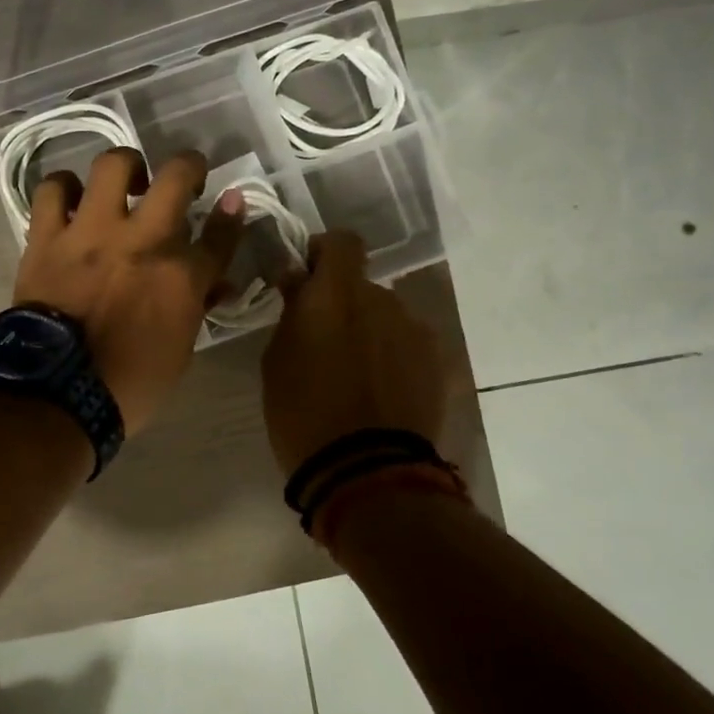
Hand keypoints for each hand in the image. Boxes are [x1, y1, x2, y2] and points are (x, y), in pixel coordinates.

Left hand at [14, 148, 244, 434]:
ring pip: (112, 165)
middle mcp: (142, 241)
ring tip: (123, 182)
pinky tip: (70, 198)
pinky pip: (52, 191)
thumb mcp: (180, 353)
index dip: (232, 215)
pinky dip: (63, 188)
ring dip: (125, 167)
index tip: (233, 202)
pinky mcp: (48, 237)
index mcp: (181, 276)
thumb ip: (196, 308)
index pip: (221, 234)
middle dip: (189, 166)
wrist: (56, 396)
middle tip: (185, 177)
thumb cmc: (128, 385)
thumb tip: (211, 284)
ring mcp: (92, 233)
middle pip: (176, 176)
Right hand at [261, 231, 448, 475]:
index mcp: (335, 295)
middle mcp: (381, 300)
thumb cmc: (302, 414)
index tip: (307, 277)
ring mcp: (414, 331)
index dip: (324, 252)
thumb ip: (292, 314)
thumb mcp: (277, 360)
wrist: (366, 471)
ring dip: (370, 332)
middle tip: (324, 342)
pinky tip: (380, 392)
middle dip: (343, 304)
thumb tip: (299, 284)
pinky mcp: (437, 363)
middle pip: (362, 285)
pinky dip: (393, 357)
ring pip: (386, 316)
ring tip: (355, 375)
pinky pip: (407, 345)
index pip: (341, 242)